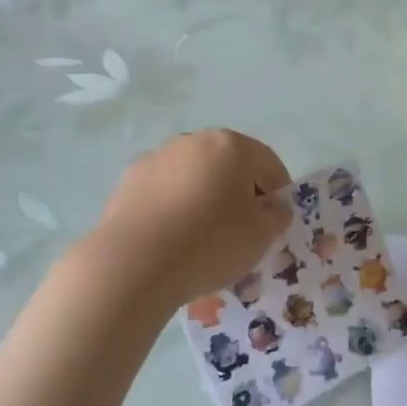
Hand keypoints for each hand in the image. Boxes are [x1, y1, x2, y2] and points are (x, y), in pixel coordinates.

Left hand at [79, 130, 291, 312]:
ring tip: (203, 237)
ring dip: (205, 196)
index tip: (275, 222)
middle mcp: (193, 141)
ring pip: (194, 175)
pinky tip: (173, 239)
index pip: (268, 163)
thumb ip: (276, 216)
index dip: (278, 192)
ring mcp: (157, 158)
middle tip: (242, 229)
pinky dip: (175, 207)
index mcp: (231, 145)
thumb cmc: (209, 243)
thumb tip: (274, 207)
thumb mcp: (260, 236)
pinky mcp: (128, 181)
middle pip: (229, 164)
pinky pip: (165, 191)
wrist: (132, 264)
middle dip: (239, 191)